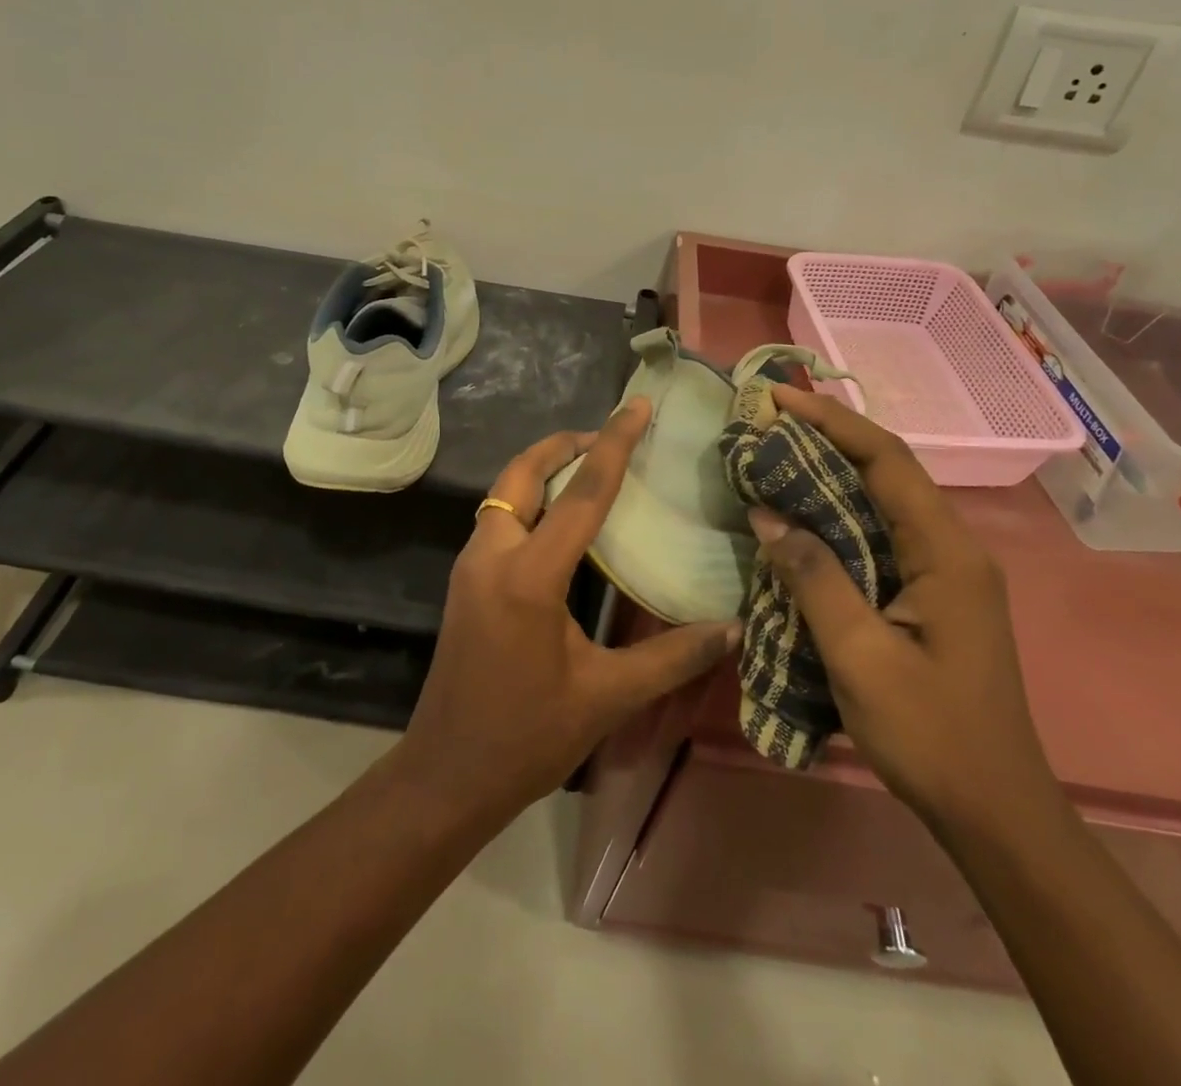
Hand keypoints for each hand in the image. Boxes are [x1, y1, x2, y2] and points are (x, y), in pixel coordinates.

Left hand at [396, 397, 741, 827]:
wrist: (447, 775)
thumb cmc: (527, 737)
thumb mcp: (606, 696)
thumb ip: (672, 657)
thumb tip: (733, 629)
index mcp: (530, 575)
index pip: (582, 493)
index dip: (614, 444)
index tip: (636, 406)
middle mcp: (493, 556)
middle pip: (523, 473)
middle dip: (563, 444)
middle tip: (606, 435)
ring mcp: (470, 567)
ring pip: (504, 494)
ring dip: (541, 470)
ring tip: (587, 468)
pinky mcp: (464, 582)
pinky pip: (498, 519)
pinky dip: (528, 500)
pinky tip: (558, 521)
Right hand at [749, 387, 1061, 836]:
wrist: (994, 810)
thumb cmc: (930, 734)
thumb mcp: (860, 656)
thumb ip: (814, 577)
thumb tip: (768, 513)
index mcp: (947, 552)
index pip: (888, 460)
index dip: (833, 421)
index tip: (780, 398)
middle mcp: (953, 547)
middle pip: (888, 470)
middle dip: (828, 438)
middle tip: (768, 423)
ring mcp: (946, 570)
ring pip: (884, 500)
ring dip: (832, 473)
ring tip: (776, 456)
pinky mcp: (932, 592)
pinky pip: (881, 533)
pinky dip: (838, 512)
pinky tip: (803, 516)